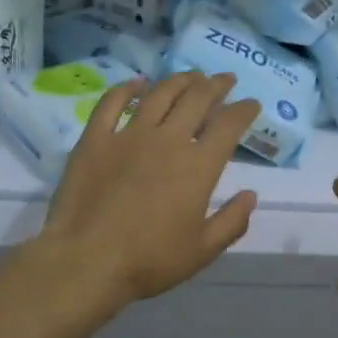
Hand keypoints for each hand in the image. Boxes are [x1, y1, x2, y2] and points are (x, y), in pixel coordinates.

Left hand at [36, 71, 260, 308]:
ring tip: (191, 76)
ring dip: (180, 80)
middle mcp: (168, 140)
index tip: (251, 104)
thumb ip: (232, 221)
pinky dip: (127, 89)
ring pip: (160, 94)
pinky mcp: (95, 138)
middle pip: (197, 99)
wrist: (86, 261)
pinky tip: (136, 83)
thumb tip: (250, 195)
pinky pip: (111, 103)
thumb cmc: (149, 261)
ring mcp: (128, 135)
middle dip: (216, 85)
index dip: (244, 110)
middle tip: (225, 79)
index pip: (229, 125)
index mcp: (198, 166)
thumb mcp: (202, 251)